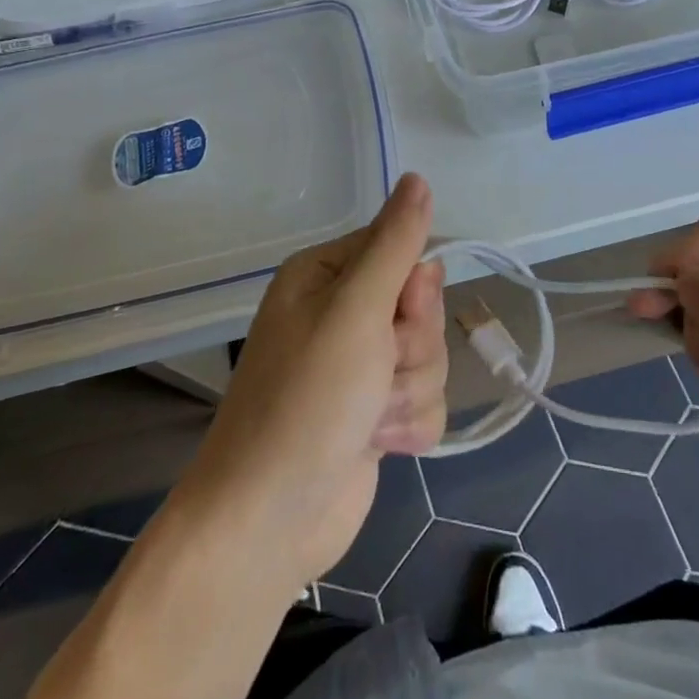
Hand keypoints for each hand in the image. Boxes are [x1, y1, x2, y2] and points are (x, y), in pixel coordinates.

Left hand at [173, 174, 446, 591]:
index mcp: (328, 275)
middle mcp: (344, 312)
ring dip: (408, 391)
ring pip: (430, 356)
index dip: (413, 288)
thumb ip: (395, 243)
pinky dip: (409, 424)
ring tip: (369, 417)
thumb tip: (417, 177)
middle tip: (375, 371)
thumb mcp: (355, 310)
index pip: (403, 249)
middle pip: (423, 307)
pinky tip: (376, 443)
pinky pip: (426, 401)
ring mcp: (360, 365)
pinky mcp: (375, 413)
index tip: (398, 313)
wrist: (268, 521)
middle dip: (411, 346)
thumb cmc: (307, 401)